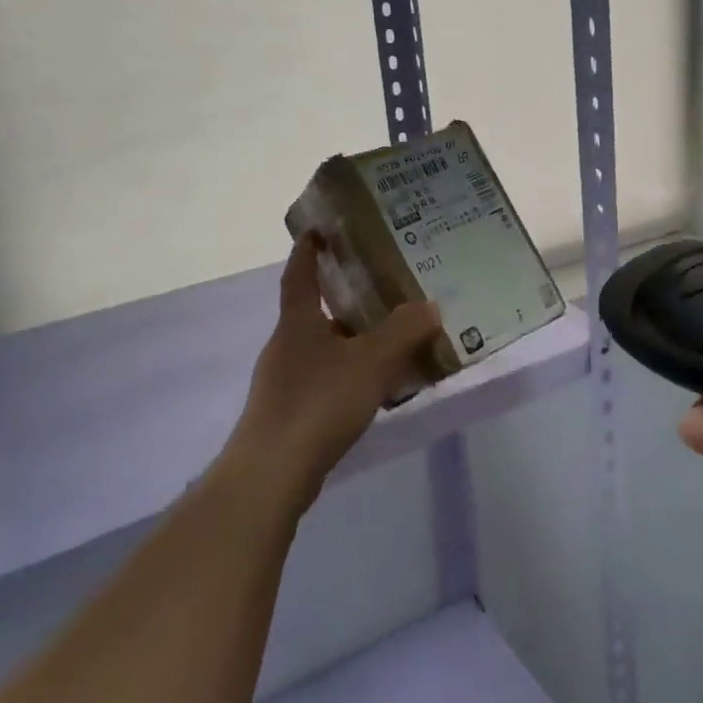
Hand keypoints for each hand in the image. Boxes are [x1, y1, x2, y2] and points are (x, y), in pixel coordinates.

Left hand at [232, 234, 442, 512]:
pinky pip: (325, 381)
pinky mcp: (290, 413)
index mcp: (298, 322)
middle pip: (314, 313)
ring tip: (390, 341)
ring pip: (323, 350)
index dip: (308, 250)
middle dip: (344, 300)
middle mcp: (286, 345)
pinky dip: (349, 375)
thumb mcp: (371, 361)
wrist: (272, 472)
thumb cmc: (319, 402)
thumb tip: (430, 306)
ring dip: (351, 342)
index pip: (300, 274)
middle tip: (382, 290)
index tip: (319, 230)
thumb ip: (404, 332)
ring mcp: (284, 381)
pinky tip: (375, 390)